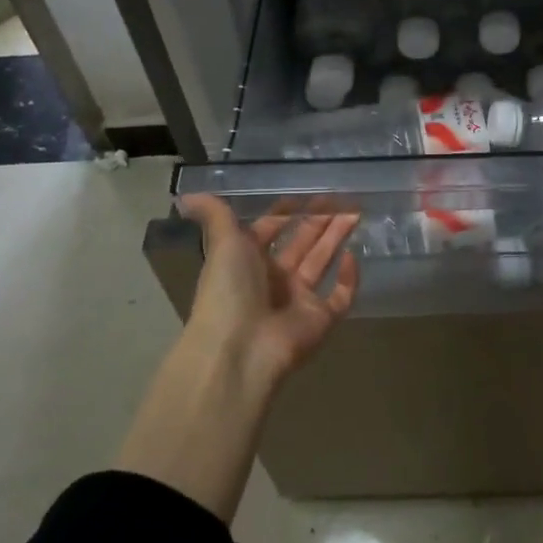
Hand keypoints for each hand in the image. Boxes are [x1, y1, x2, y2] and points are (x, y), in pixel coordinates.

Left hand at [180, 195, 360, 387]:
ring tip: (356, 213)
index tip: (306, 193)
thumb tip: (186, 195)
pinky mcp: (321, 320)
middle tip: (343, 198)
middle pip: (301, 243)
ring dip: (336, 238)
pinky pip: (340, 296)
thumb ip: (215, 215)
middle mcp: (273, 280)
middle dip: (320, 220)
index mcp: (247, 262)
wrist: (240, 348)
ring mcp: (298, 301)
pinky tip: (352, 256)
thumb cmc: (229, 290)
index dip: (286, 212)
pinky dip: (348, 278)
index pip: (270, 230)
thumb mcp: (222, 244)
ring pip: (322, 262)